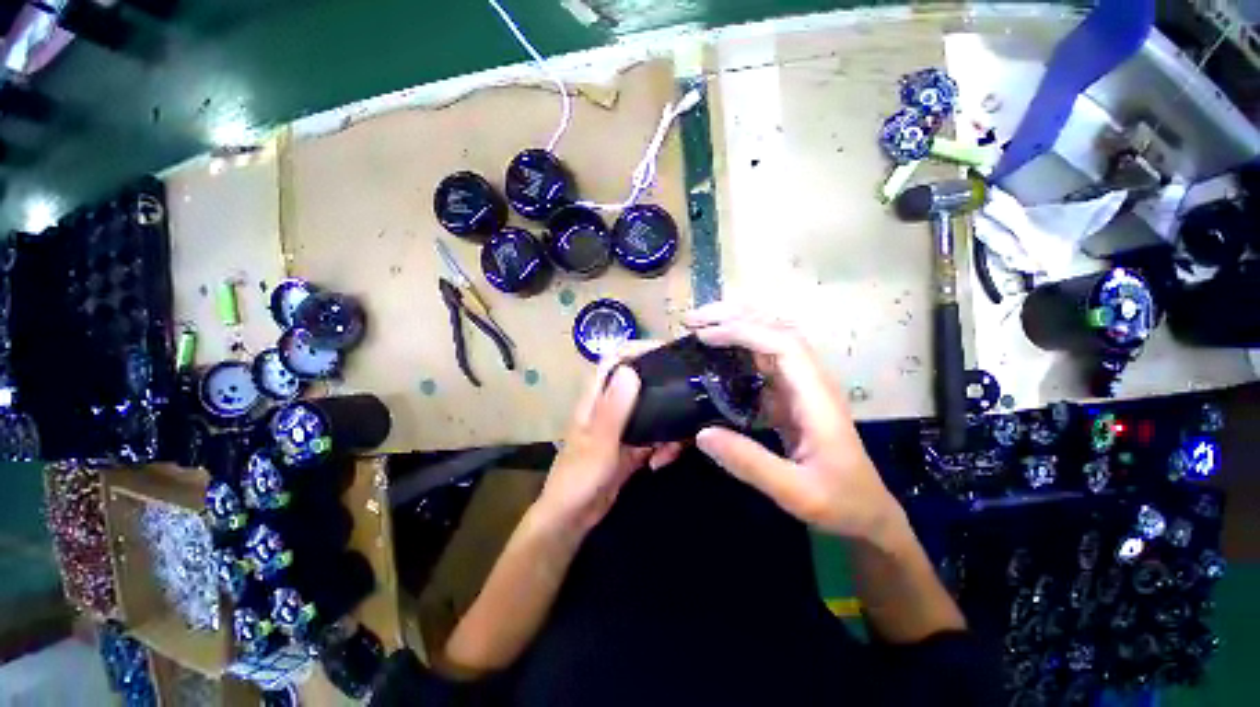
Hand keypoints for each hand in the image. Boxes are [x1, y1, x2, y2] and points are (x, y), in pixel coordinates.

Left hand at [535, 350, 682, 533]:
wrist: (572, 518)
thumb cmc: (579, 478)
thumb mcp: (599, 442)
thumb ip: (614, 407)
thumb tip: (631, 369)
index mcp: (597, 397)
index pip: (615, 358)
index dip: (638, 348)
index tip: (668, 351)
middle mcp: (611, 405)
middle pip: (643, 383)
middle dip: (665, 392)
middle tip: (687, 403)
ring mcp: (624, 425)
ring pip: (654, 411)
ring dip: (668, 428)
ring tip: (670, 452)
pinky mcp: (633, 445)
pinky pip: (656, 435)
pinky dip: (664, 446)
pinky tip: (661, 462)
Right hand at [684, 302, 905, 546]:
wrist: (867, 511)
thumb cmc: (840, 501)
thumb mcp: (796, 492)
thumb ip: (751, 463)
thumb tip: (702, 433)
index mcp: (816, 396)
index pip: (782, 344)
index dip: (743, 332)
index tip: (704, 337)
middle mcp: (809, 380)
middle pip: (776, 328)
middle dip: (734, 316)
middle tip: (693, 320)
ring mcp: (800, 385)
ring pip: (768, 339)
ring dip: (735, 325)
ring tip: (700, 327)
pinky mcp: (789, 395)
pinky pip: (762, 360)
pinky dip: (737, 347)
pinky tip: (716, 353)